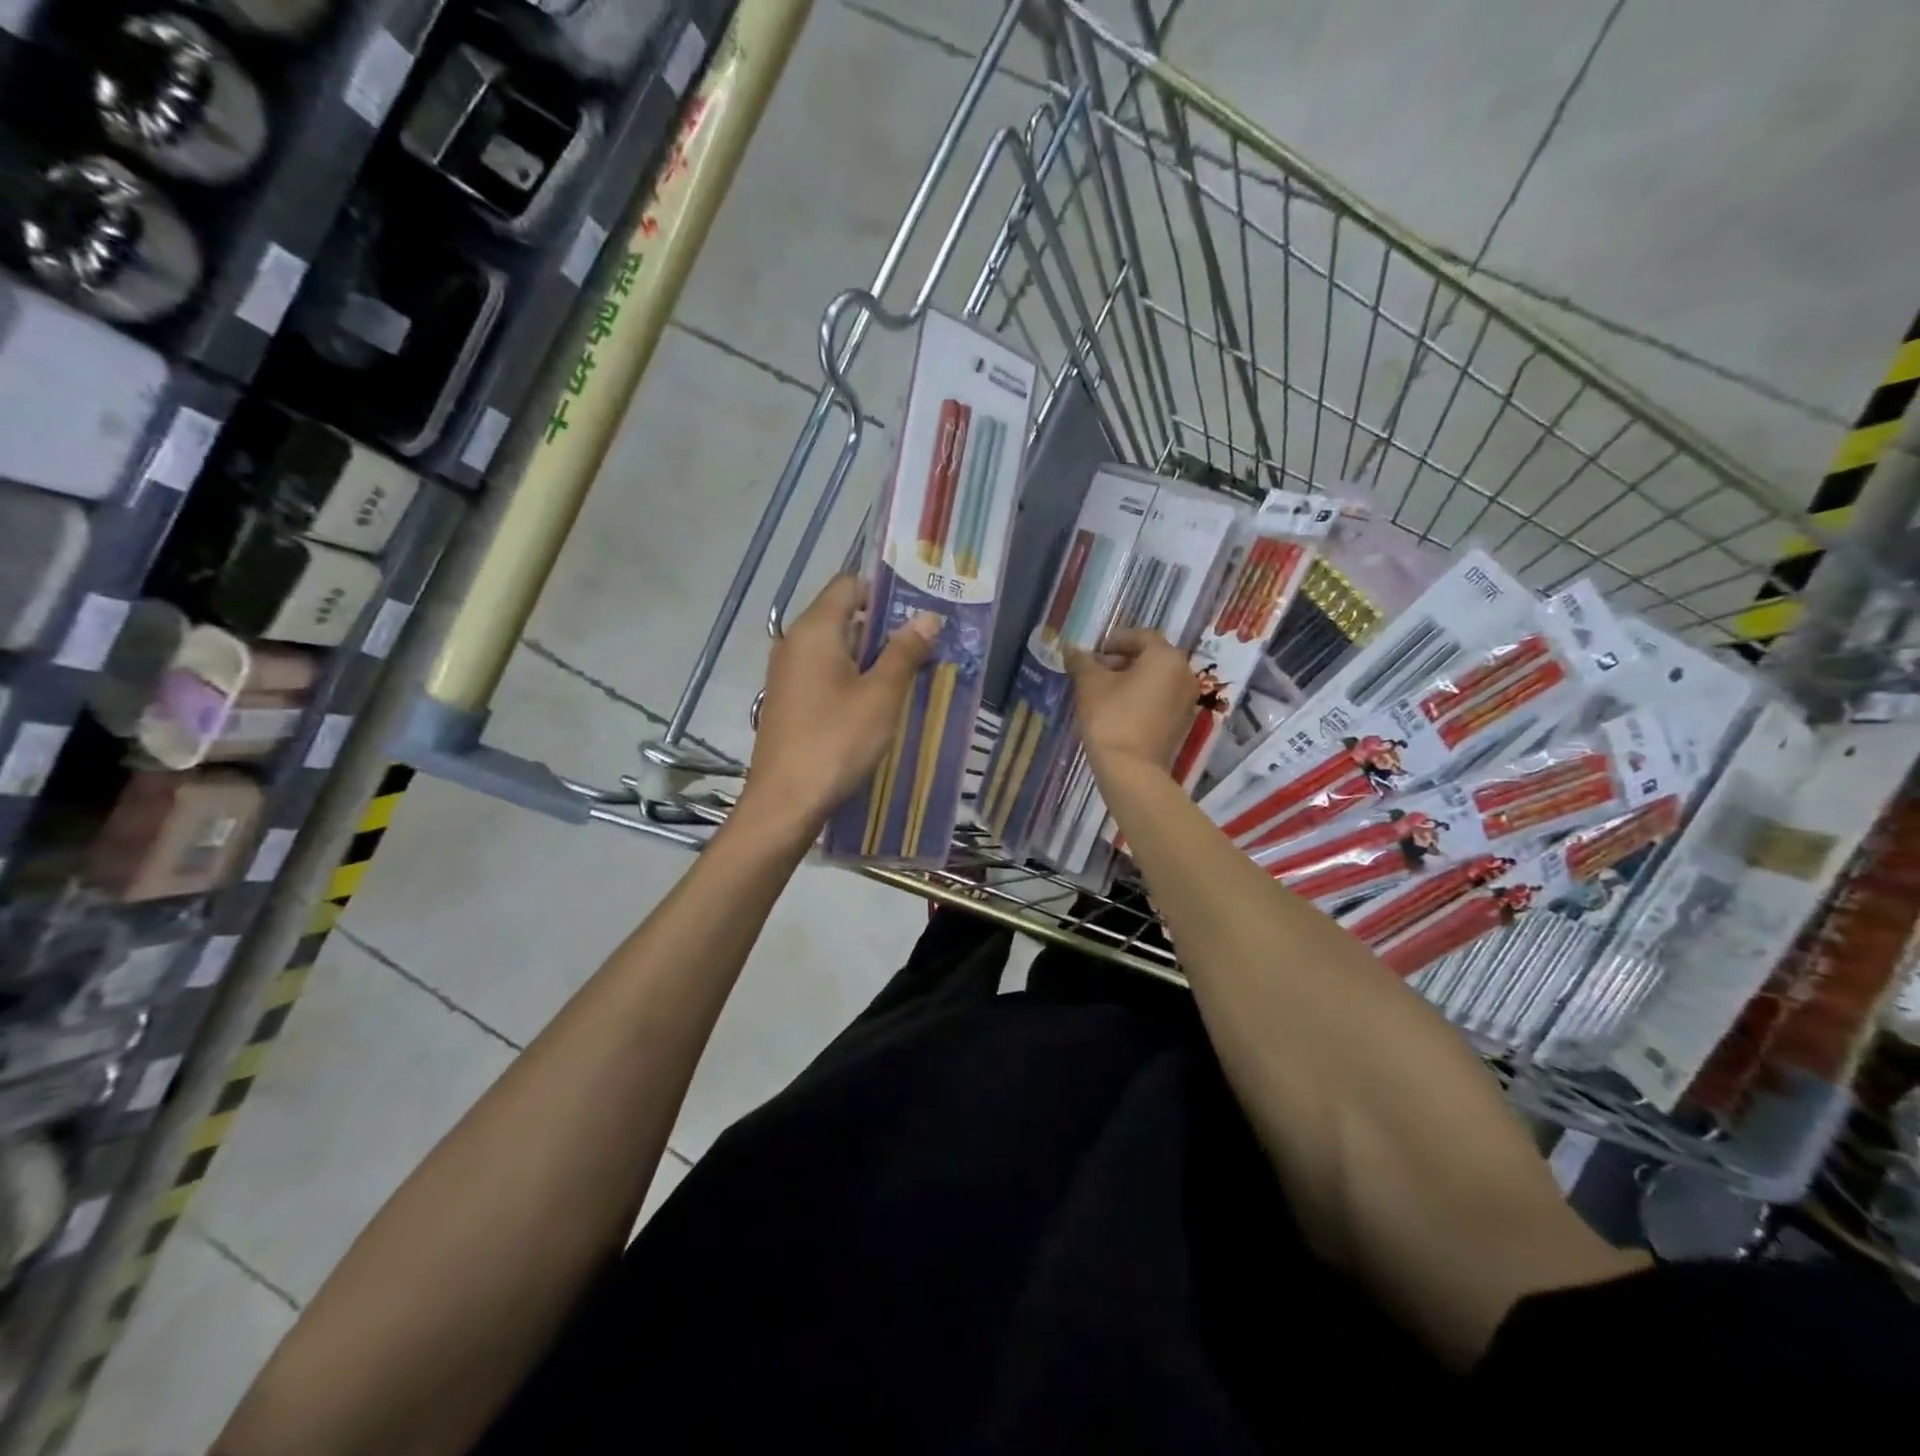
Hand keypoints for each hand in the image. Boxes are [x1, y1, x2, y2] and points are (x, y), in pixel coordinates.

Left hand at [737, 576, 940, 834]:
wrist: (785, 802)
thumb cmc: (836, 742)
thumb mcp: (881, 696)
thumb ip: (904, 652)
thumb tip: (927, 616)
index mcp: (814, 630)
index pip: (849, 585)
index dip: (885, 592)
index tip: (920, 610)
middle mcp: (795, 643)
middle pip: (844, 617)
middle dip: (886, 629)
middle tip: (928, 645)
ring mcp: (788, 674)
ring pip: (837, 649)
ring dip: (873, 657)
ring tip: (913, 675)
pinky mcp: (789, 701)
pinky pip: (826, 675)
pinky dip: (853, 679)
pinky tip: (880, 703)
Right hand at [1065, 627, 1197, 775]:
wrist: (1131, 770)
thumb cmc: (1111, 717)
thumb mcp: (1090, 684)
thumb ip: (1081, 661)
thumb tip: (1070, 648)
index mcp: (1166, 658)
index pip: (1141, 636)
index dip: (1115, 640)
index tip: (1093, 652)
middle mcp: (1184, 674)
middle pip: (1150, 657)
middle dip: (1121, 660)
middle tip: (1093, 672)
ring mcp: (1186, 700)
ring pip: (1155, 679)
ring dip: (1130, 680)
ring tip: (1101, 692)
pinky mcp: (1181, 723)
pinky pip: (1160, 699)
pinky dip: (1140, 697)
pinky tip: (1116, 710)